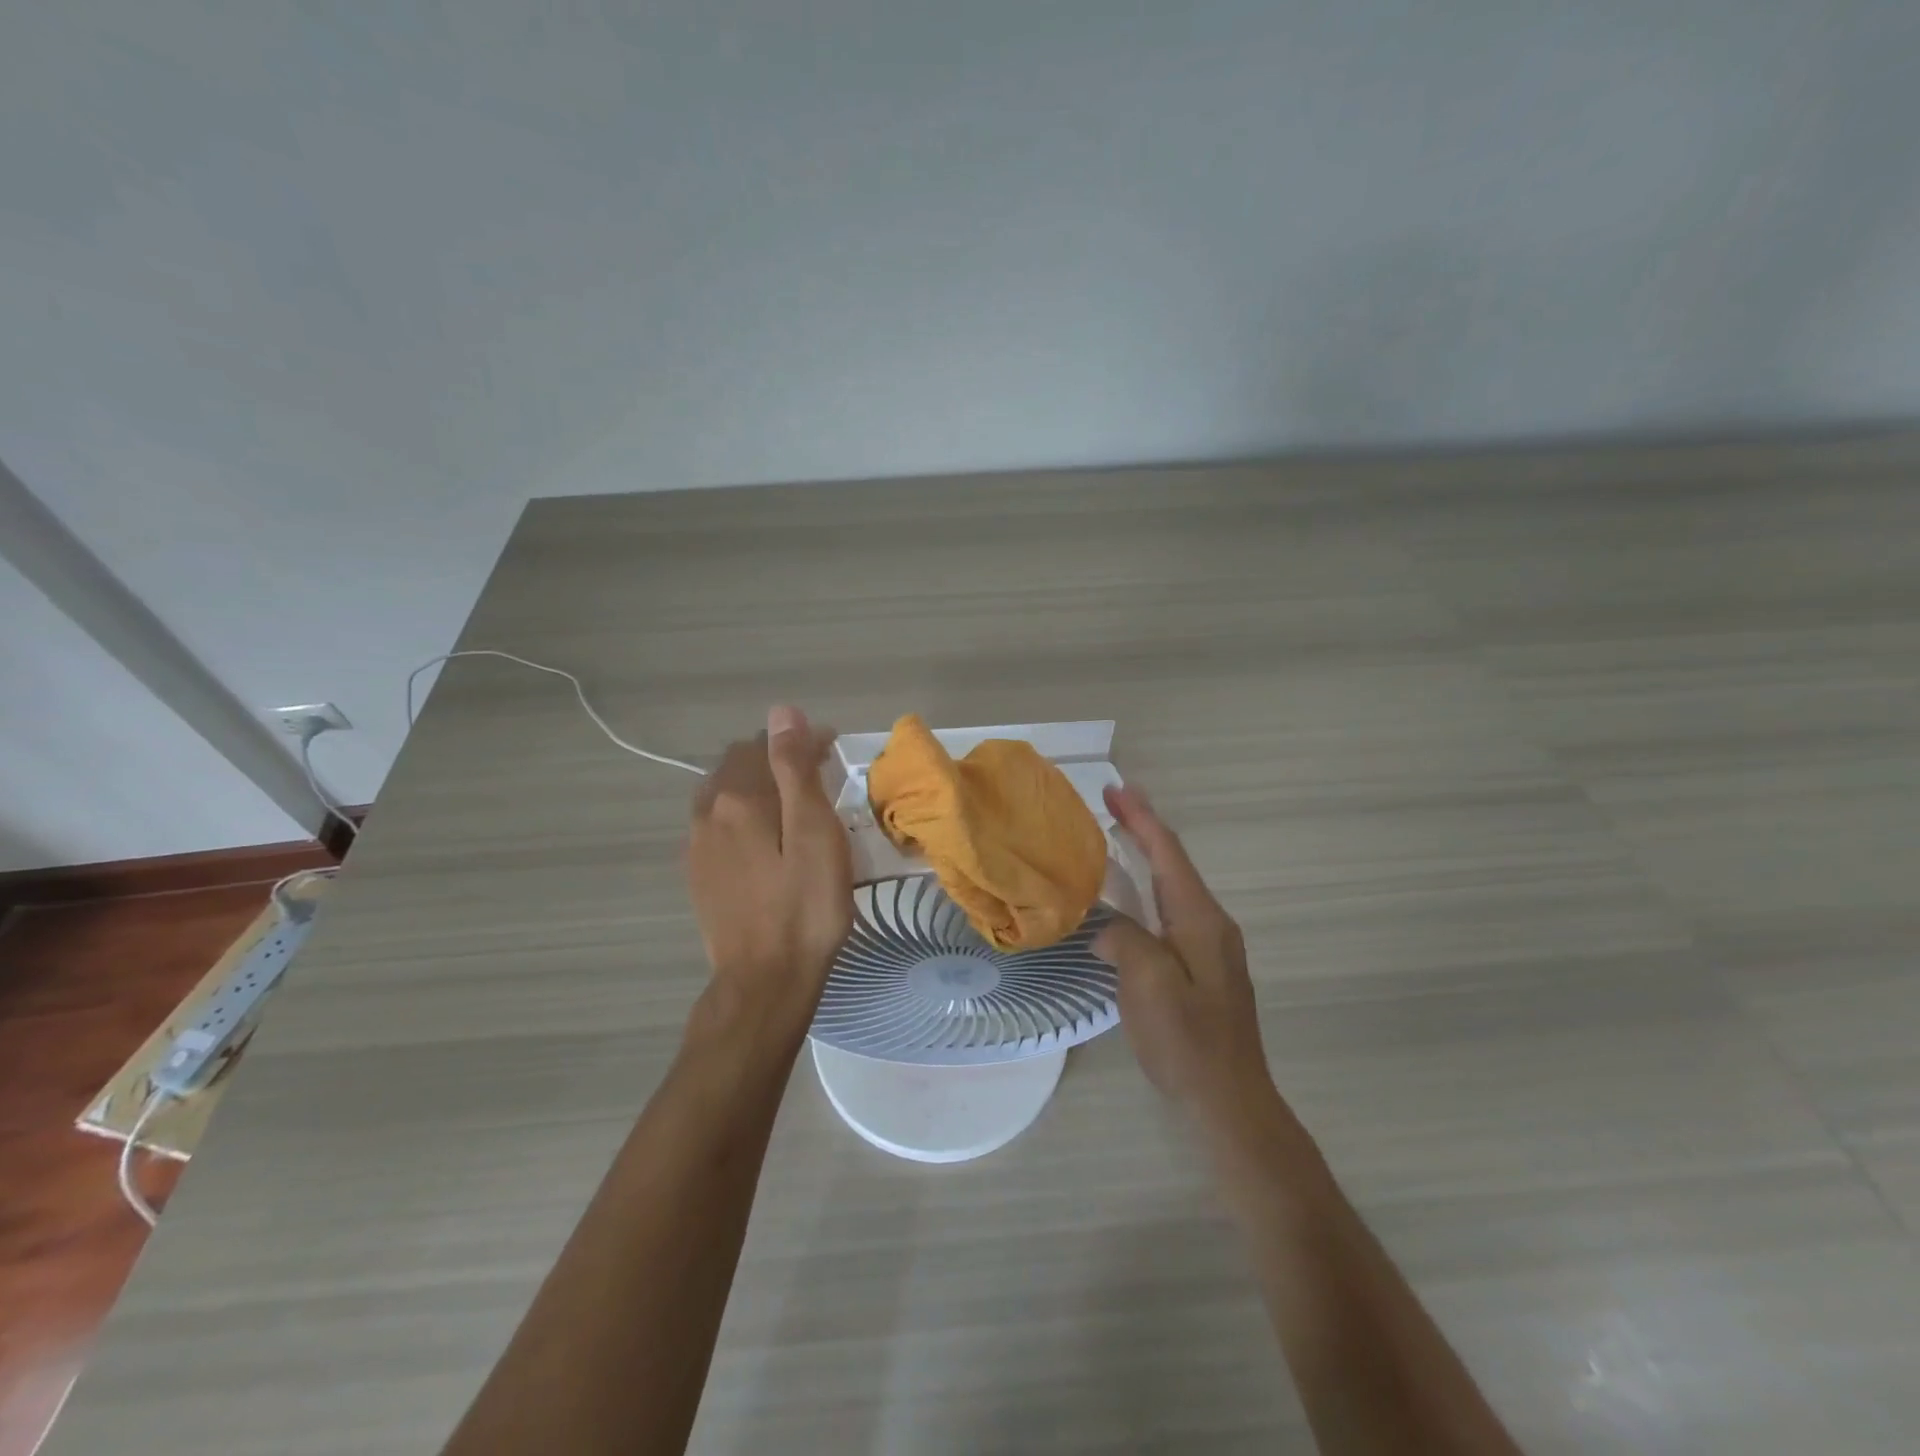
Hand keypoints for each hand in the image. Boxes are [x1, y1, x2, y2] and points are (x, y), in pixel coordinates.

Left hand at [686, 706, 853, 1026]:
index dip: (803, 741)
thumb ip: (795, 769)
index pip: (767, 745)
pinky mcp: (698, 873)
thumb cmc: (805, 907)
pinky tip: (762, 836)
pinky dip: (741, 813)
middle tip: (818, 776)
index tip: (834, 751)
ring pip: (724, 793)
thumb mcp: (814, 833)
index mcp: (737, 798)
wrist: (765, 981)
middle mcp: (707, 812)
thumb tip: (782, 713)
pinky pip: (717, 823)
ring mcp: (697, 845)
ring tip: (791, 804)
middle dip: (777, 758)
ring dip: (756, 785)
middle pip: (740, 764)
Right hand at [1095, 784, 1283, 1142]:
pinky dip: (1145, 894)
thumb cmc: (1188, 1043)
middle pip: (1172, 864)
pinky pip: (1168, 915)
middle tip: (1111, 804)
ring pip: (1171, 889)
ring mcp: (1209, 948)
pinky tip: (1126, 904)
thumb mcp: (1149, 986)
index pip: (1168, 854)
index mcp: (1201, 920)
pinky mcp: (1201, 970)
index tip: (1116, 788)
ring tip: (1113, 842)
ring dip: (1144, 860)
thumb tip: (1107, 927)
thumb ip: (1125, 941)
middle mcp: (1210, 924)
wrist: (1230, 1103)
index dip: (1142, 818)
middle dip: (1143, 831)